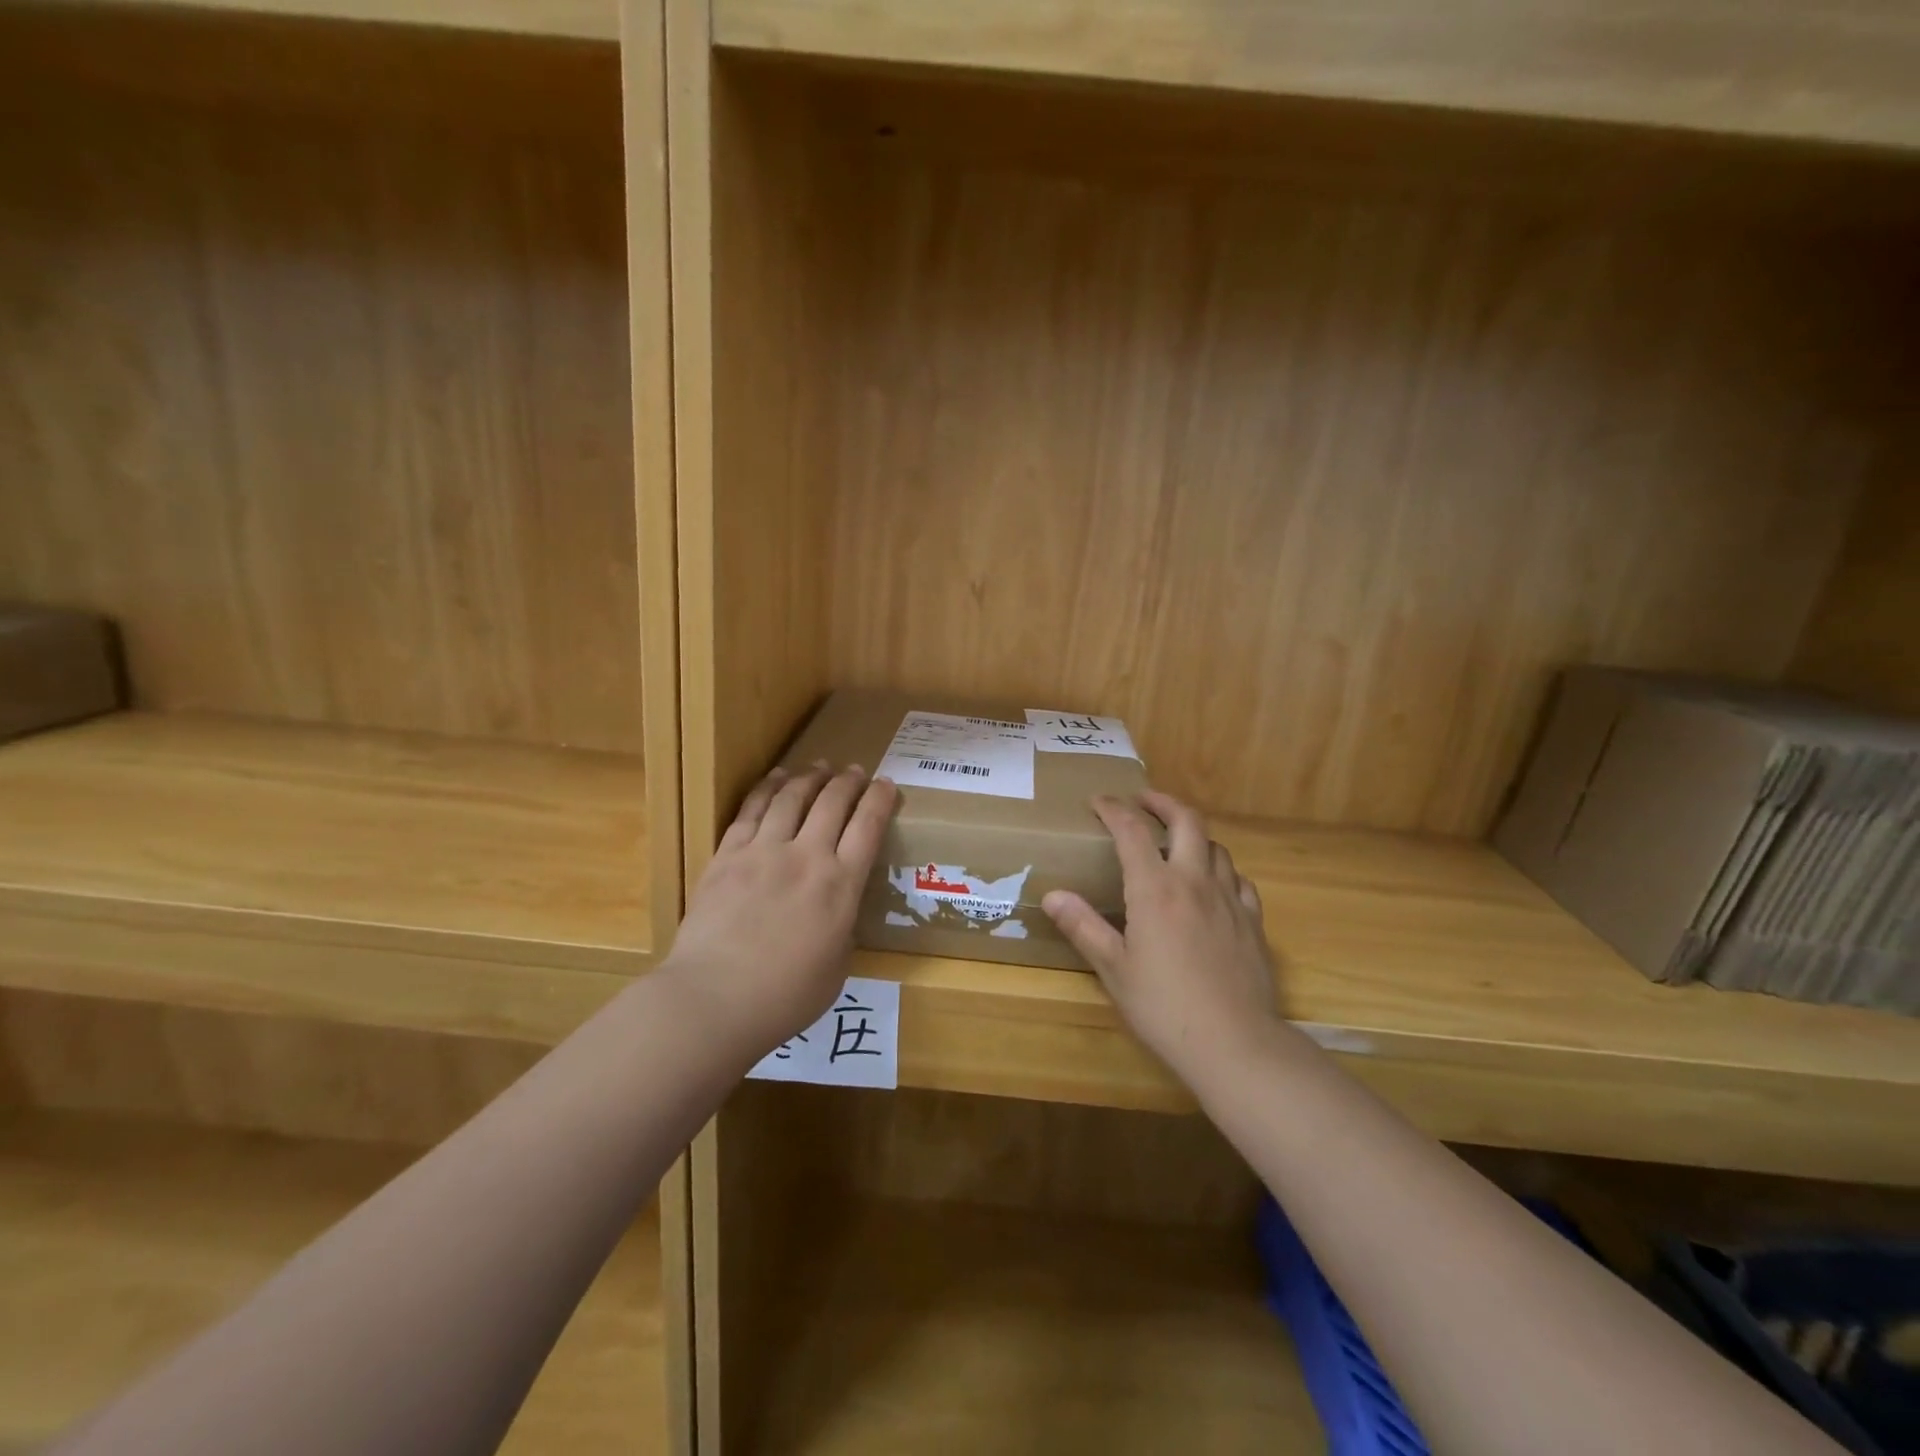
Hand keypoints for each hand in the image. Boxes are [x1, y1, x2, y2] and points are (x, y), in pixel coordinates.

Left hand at [663, 762, 898, 1056]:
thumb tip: (838, 913)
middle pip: (832, 803)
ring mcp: (764, 851)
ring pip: (792, 797)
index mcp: (841, 886)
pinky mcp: (727, 855)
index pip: (868, 827)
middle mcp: (807, 857)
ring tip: (818, 767)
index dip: (880, 800)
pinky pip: (751, 810)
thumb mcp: (837, 967)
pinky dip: (767, 788)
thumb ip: (842, 930)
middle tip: (855, 771)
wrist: (714, 999)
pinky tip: (775, 779)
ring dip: (809, 777)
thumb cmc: (785, 997)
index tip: (886, 785)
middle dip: (848, 782)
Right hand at [1042, 792, 1279, 1085]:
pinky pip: (1239, 879)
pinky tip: (1214, 885)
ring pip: (1216, 846)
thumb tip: (1052, 895)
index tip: (1098, 801)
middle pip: (1187, 820)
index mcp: (1155, 889)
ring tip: (1176, 843)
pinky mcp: (1253, 921)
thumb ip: (1083, 926)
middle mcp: (1194, 882)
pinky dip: (1221, 870)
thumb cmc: (1164, 1007)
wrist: (1235, 1043)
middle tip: (1143, 801)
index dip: (1113, 809)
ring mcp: (1230, 899)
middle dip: (1162, 802)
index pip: (1132, 830)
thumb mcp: (1114, 969)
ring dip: (1193, 835)